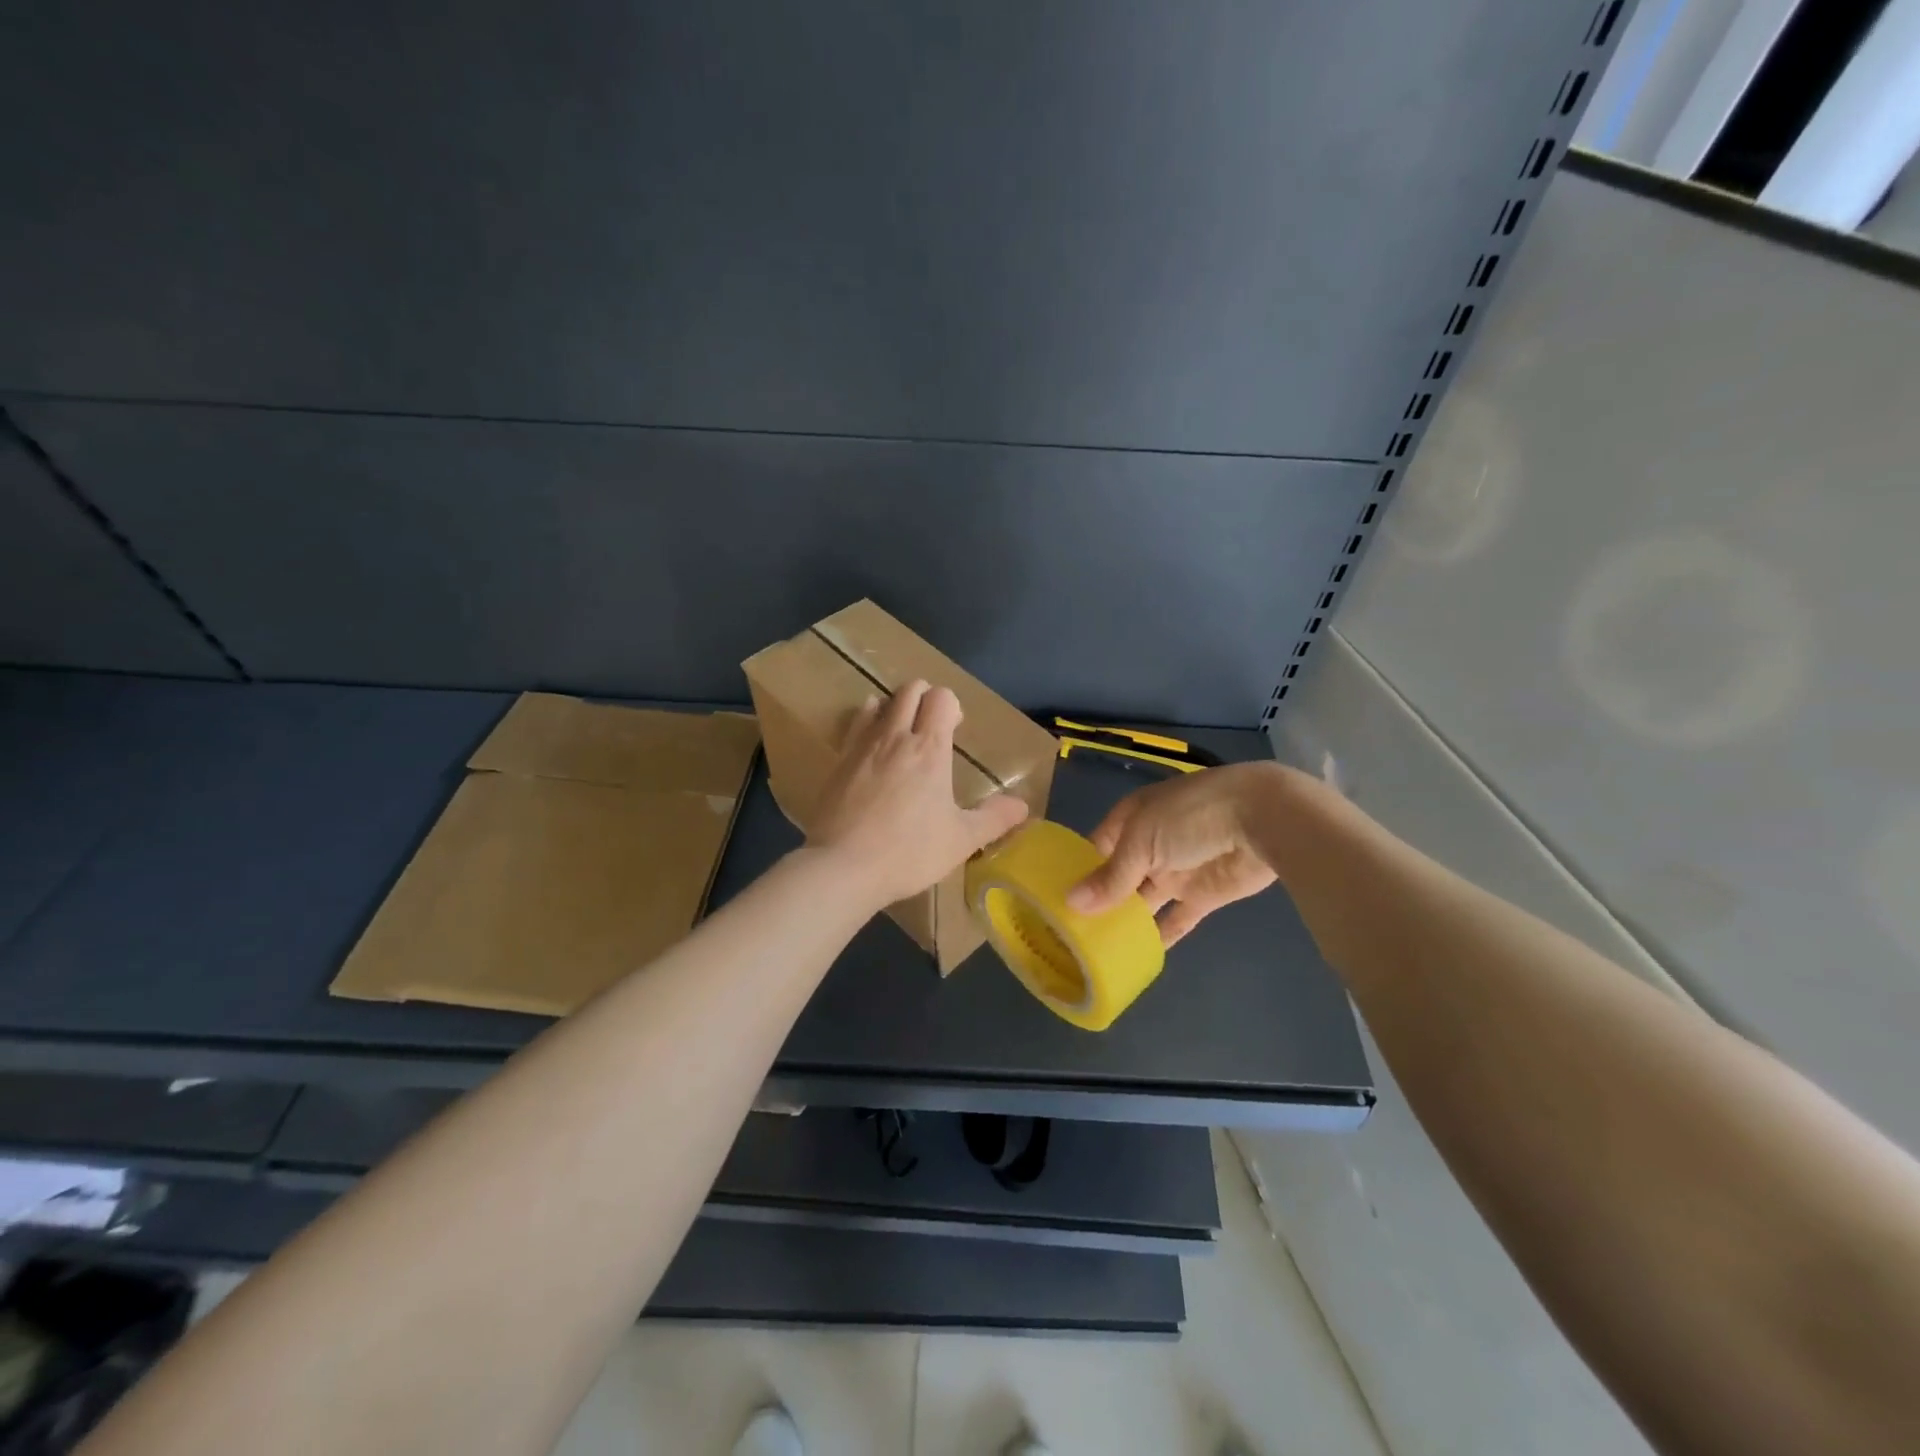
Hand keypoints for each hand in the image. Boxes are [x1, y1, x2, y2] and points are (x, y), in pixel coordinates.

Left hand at [806, 680, 1029, 908]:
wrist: (843, 866)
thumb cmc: (909, 852)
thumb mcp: (961, 840)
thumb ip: (994, 819)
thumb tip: (1023, 806)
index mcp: (929, 749)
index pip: (941, 697)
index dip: (951, 705)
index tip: (955, 728)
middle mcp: (895, 737)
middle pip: (910, 689)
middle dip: (924, 697)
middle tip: (931, 727)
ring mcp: (862, 746)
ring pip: (878, 702)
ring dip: (893, 708)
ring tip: (900, 736)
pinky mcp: (837, 762)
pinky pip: (854, 726)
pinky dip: (867, 725)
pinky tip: (871, 752)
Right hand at [1066, 763, 1283, 945]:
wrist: (1261, 819)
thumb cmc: (1189, 817)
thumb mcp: (1141, 841)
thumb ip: (1111, 877)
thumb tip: (1072, 903)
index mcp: (1131, 820)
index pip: (1097, 847)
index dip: (1078, 870)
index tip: (1055, 900)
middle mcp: (1150, 845)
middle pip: (1119, 877)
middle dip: (1100, 900)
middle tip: (1071, 933)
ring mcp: (1177, 870)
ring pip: (1145, 900)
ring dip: (1127, 920)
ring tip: (1098, 949)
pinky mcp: (1203, 894)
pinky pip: (1177, 918)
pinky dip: (1162, 935)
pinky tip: (1140, 955)